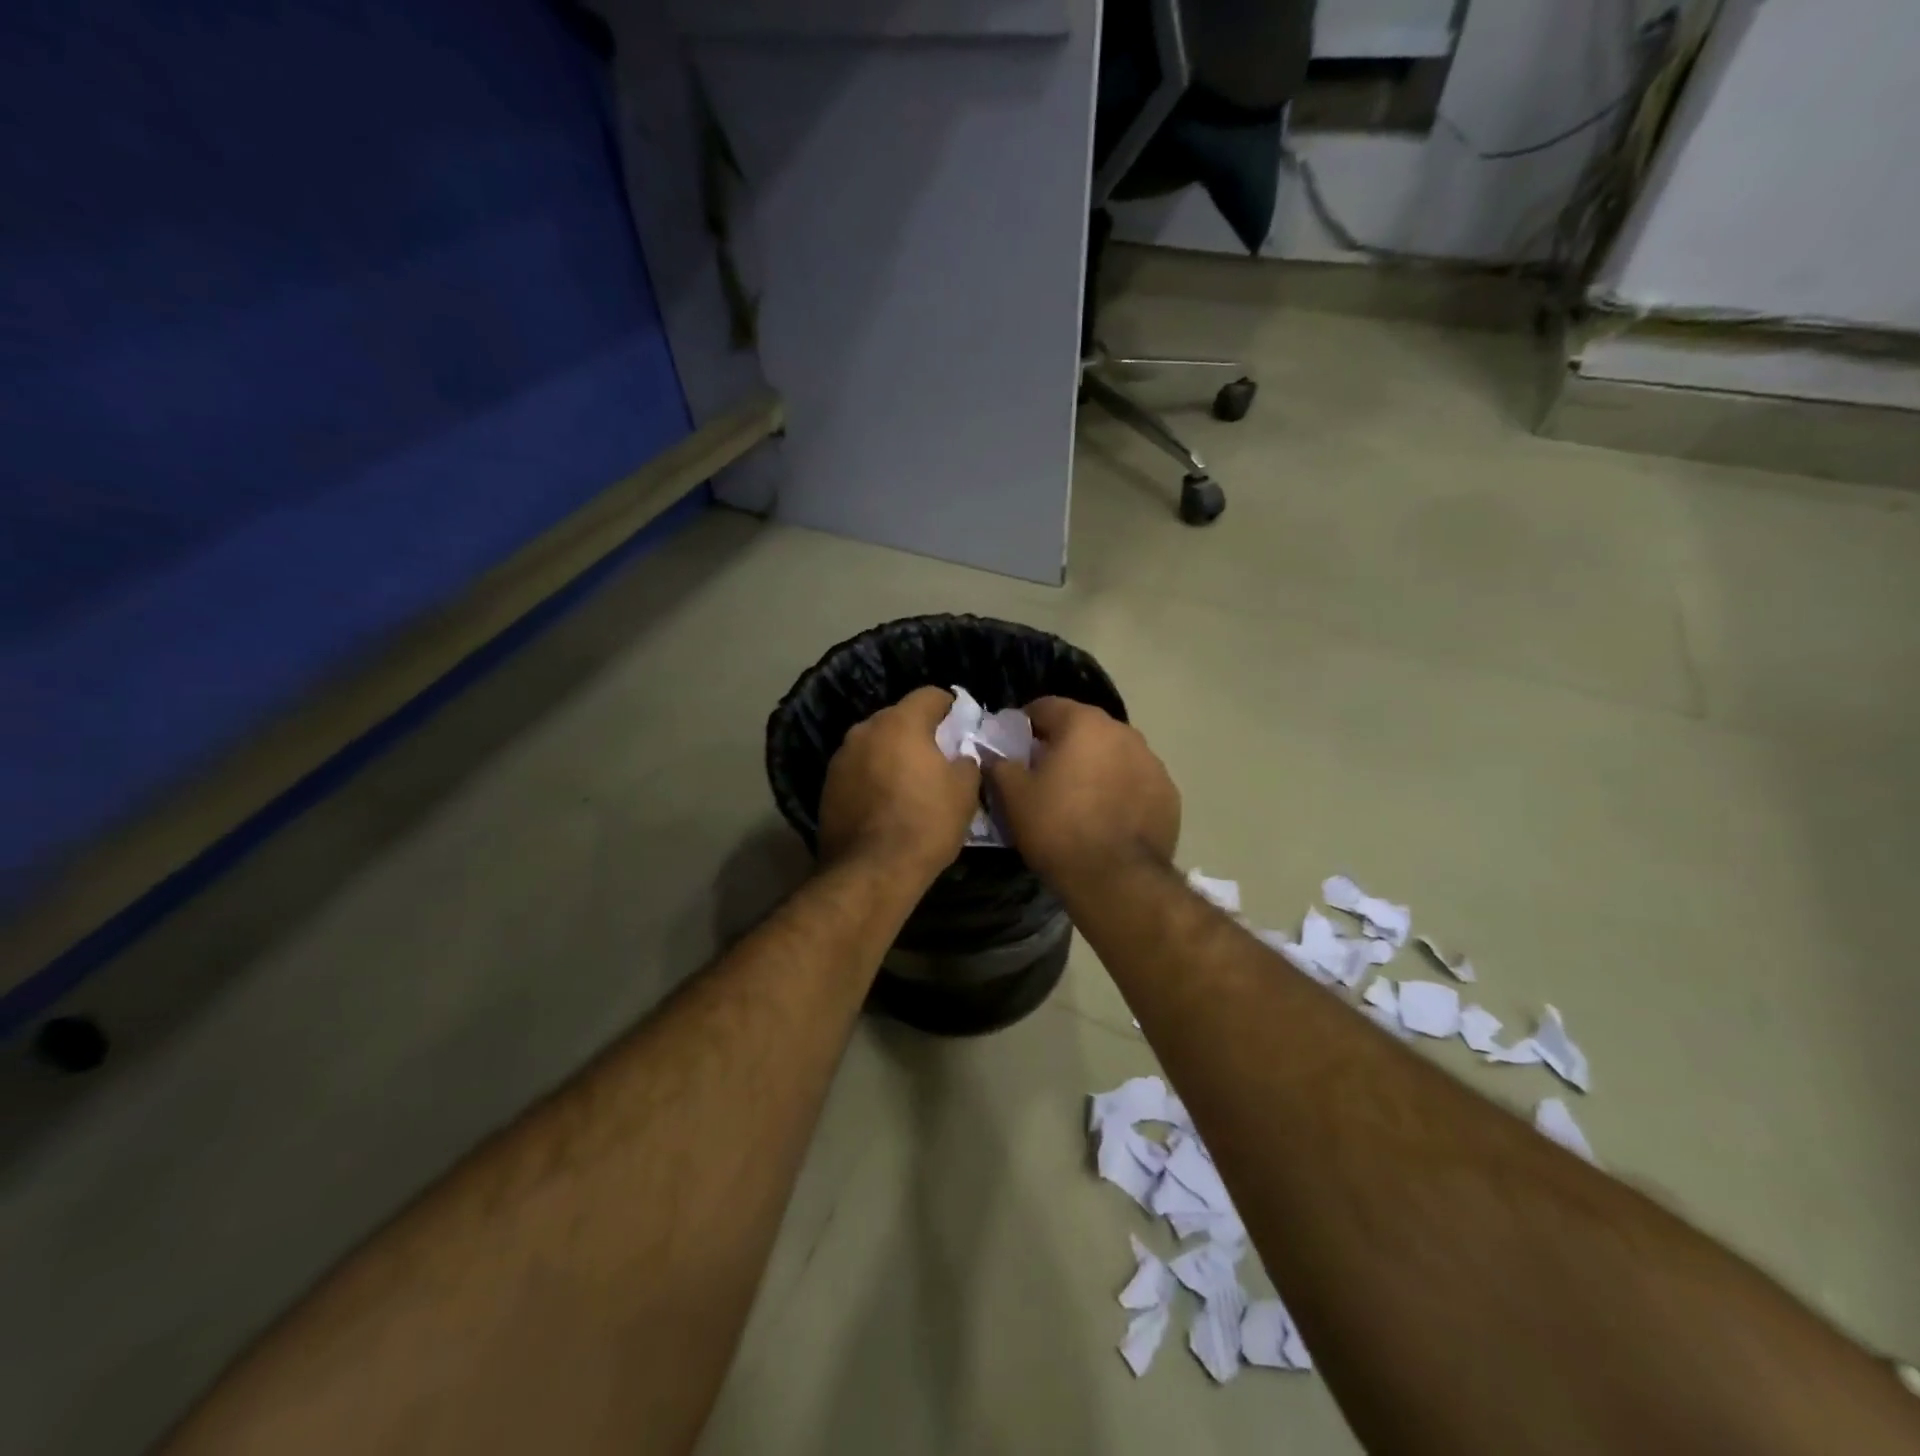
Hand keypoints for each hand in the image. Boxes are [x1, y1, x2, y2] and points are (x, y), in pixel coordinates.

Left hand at [818, 687, 982, 881]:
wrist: (871, 870)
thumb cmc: (926, 823)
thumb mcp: (964, 792)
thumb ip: (966, 762)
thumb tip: (960, 757)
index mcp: (900, 723)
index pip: (929, 695)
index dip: (950, 707)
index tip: (961, 726)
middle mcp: (864, 730)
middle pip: (898, 718)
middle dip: (918, 732)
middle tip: (938, 757)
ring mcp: (841, 758)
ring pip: (875, 744)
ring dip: (892, 755)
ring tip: (909, 783)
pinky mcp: (827, 786)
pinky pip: (858, 770)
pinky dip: (873, 777)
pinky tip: (885, 803)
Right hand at [984, 697, 1179, 886]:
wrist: (1117, 879)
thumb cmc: (1058, 828)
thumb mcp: (1014, 797)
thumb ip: (1000, 765)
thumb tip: (996, 756)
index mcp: (1083, 723)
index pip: (1045, 707)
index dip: (1024, 724)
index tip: (1013, 747)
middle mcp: (1123, 732)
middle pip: (1083, 728)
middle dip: (1062, 745)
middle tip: (1043, 775)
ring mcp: (1152, 762)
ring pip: (1113, 754)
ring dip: (1095, 766)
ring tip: (1079, 799)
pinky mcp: (1169, 794)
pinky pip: (1135, 782)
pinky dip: (1120, 791)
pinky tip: (1108, 818)